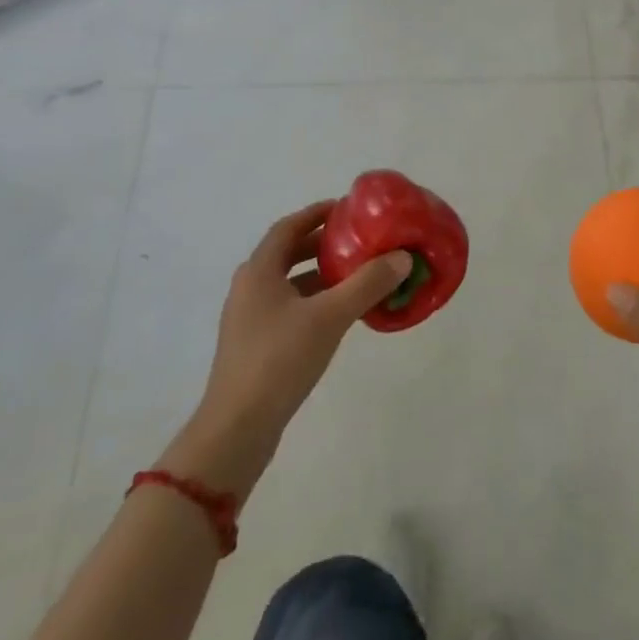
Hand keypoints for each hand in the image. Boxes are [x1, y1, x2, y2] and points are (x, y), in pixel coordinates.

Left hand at [161, 203, 411, 497]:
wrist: (236, 431)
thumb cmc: (279, 361)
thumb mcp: (329, 317)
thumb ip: (367, 284)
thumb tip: (402, 257)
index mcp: (259, 270)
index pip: (289, 226)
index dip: (317, 213)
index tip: (348, 208)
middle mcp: (250, 287)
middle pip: (289, 252)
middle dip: (324, 244)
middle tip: (360, 240)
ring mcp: (250, 318)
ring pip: (290, 283)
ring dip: (321, 274)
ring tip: (358, 275)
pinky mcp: (255, 345)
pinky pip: (289, 308)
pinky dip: (315, 301)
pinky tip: (340, 315)